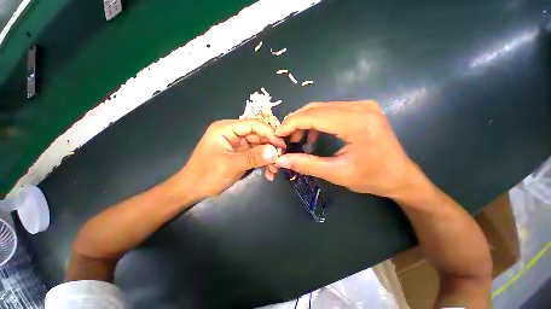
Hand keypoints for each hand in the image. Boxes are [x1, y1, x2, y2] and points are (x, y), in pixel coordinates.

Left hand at [174, 119, 285, 200]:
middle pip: (258, 136)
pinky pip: (256, 155)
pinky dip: (263, 163)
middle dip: (270, 148)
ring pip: (259, 146)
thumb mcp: (230, 166)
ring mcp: (238, 145)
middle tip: (280, 160)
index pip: (253, 125)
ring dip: (268, 158)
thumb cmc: (206, 175)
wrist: (192, 191)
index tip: (281, 145)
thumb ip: (252, 157)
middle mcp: (233, 134)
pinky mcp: (241, 154)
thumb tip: (274, 152)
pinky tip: (268, 173)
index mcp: (226, 129)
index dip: (269, 133)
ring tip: (274, 170)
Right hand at [274, 101, 417, 197]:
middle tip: (284, 137)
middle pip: (316, 108)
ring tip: (296, 138)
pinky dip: (316, 121)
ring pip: (321, 108)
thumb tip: (281, 160)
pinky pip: (330, 111)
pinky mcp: (360, 110)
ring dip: (305, 121)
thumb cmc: (372, 178)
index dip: (292, 123)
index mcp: (356, 123)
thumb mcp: (336, 174)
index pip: (314, 116)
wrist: (400, 176)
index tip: (277, 134)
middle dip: (296, 122)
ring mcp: (362, 106)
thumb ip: (306, 164)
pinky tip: (313, 135)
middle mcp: (360, 107)